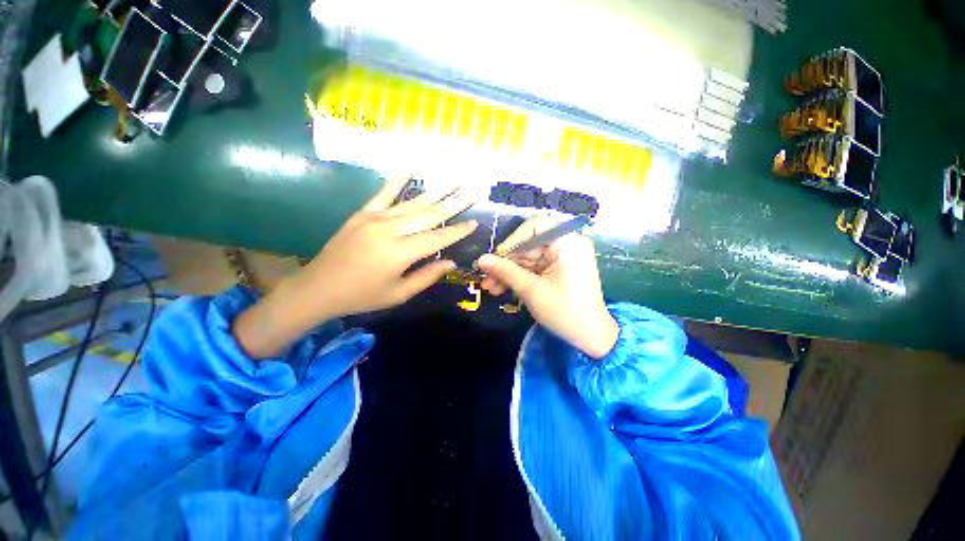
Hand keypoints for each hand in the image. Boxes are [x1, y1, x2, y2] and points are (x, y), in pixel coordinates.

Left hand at [235, 176, 478, 357]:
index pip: (437, 238)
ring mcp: (375, 218)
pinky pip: (383, 194)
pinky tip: (409, 169)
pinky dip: (397, 181)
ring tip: (455, 179)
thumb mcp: (398, 294)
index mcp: (399, 253)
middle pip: (429, 214)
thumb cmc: (362, 297)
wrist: (318, 288)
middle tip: (474, 192)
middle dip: (454, 203)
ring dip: (436, 190)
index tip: (475, 222)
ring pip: (413, 202)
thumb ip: (427, 277)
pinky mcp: (363, 214)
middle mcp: (390, 230)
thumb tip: (451, 262)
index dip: (458, 231)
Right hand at [476, 215, 617, 358]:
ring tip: (490, 288)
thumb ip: (505, 271)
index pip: (533, 227)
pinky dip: (520, 277)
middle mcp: (568, 243)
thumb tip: (481, 259)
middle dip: (506, 263)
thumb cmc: (564, 311)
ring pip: (528, 258)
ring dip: (509, 272)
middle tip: (486, 278)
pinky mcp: (560, 268)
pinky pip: (535, 267)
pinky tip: (502, 288)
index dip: (510, 241)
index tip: (494, 259)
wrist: (591, 336)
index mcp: (568, 242)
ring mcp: (564, 256)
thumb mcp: (531, 290)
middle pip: (528, 245)